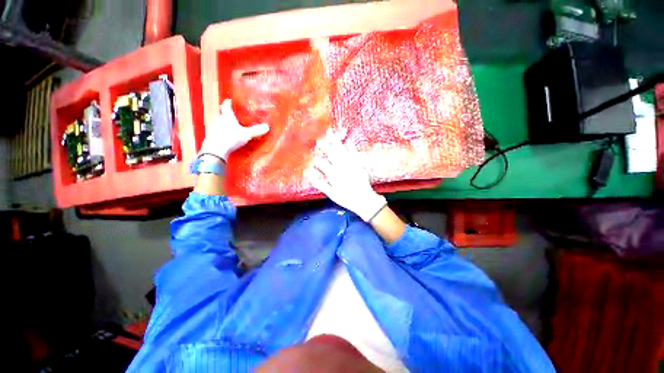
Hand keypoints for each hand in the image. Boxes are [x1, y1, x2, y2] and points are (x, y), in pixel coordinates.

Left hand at [199, 99, 269, 160]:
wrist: (216, 150)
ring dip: (222, 124)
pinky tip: (224, 137)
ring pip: (217, 122)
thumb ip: (256, 130)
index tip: (229, 101)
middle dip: (226, 115)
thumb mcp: (247, 134)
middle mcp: (218, 119)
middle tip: (232, 117)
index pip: (226, 105)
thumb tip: (267, 127)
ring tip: (229, 128)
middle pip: (221, 113)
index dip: (228, 102)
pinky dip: (219, 132)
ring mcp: (212, 127)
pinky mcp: (209, 135)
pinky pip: (215, 131)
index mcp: (227, 116)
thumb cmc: (231, 138)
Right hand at [304, 132, 386, 221]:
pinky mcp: (359, 163)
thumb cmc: (346, 198)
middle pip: (330, 153)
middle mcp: (341, 166)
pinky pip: (354, 152)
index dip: (316, 161)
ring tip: (330, 133)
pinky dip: (350, 146)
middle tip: (319, 141)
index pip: (321, 163)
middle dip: (323, 146)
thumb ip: (318, 182)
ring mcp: (350, 163)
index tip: (314, 160)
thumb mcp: (330, 193)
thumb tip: (307, 172)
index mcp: (333, 173)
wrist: (364, 199)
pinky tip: (348, 140)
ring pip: (341, 149)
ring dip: (335, 141)